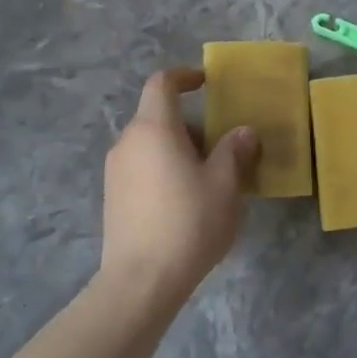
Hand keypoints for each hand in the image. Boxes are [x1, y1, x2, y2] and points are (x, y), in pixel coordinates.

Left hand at [101, 68, 258, 300]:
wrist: (141, 281)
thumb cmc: (188, 222)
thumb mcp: (225, 184)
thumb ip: (234, 151)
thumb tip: (243, 132)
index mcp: (153, 128)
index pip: (162, 84)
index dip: (184, 76)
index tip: (207, 82)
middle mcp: (128, 142)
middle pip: (158, 117)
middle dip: (192, 125)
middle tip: (224, 147)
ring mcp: (115, 172)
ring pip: (151, 145)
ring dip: (180, 150)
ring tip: (210, 179)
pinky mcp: (112, 198)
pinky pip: (142, 168)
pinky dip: (165, 170)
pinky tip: (186, 202)